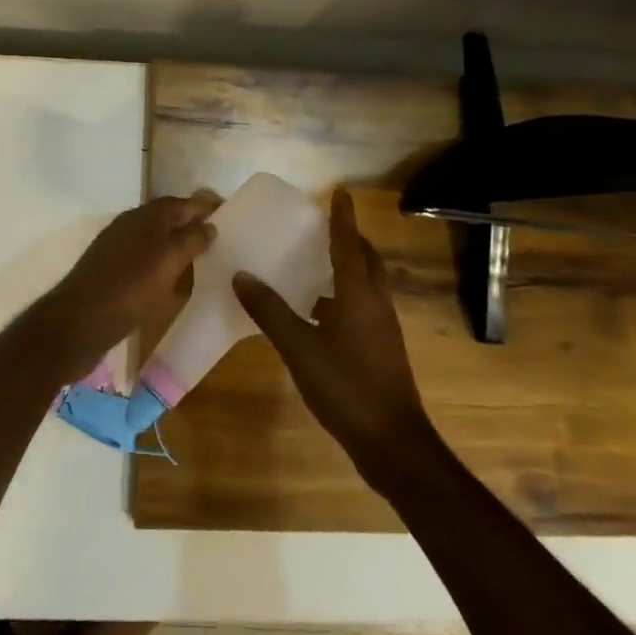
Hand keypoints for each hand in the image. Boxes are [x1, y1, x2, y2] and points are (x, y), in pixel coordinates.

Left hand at [44, 193, 219, 379]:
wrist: (77, 323)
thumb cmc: (129, 288)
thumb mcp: (168, 261)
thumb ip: (191, 239)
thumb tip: (209, 225)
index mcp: (147, 216)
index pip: (184, 202)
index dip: (207, 207)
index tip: (232, 214)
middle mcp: (132, 225)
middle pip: (170, 220)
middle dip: (195, 227)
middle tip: (224, 242)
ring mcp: (119, 249)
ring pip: (158, 242)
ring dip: (180, 250)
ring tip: (206, 264)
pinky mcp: (112, 274)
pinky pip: (147, 264)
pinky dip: (164, 269)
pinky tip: (174, 286)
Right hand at [234, 189, 435, 483]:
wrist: (393, 443)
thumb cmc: (347, 387)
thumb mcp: (300, 348)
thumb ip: (270, 312)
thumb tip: (241, 275)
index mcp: (358, 293)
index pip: (349, 242)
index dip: (342, 216)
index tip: (340, 191)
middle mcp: (376, 302)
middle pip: (366, 259)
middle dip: (350, 239)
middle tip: (324, 227)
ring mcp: (383, 327)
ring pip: (368, 284)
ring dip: (349, 268)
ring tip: (317, 264)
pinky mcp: (383, 348)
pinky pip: (364, 306)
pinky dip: (346, 296)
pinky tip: (321, 312)